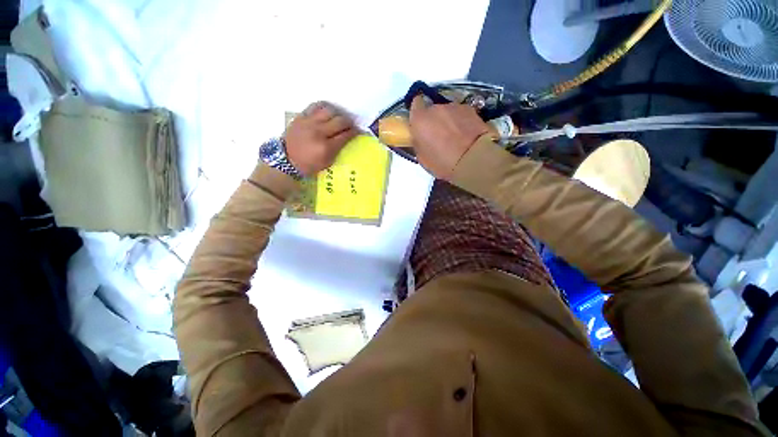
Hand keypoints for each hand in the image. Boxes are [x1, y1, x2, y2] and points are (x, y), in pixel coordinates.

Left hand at [285, 102, 359, 175]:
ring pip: (329, 110)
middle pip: (340, 121)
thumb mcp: (327, 162)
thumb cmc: (309, 164)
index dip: (355, 132)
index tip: (359, 131)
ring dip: (338, 114)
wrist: (286, 159)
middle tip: (351, 125)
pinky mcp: (301, 117)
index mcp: (326, 147)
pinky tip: (328, 112)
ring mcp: (309, 122)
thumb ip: (338, 150)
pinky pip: (316, 106)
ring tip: (340, 118)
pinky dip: (325, 107)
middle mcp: (319, 132)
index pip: (346, 135)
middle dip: (349, 123)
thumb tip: (347, 138)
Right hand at [409, 96, 489, 179]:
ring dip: (448, 121)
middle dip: (434, 120)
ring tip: (455, 137)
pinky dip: (461, 122)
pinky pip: (460, 114)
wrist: (474, 159)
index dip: (417, 112)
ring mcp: (454, 107)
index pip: (415, 104)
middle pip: (432, 109)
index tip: (420, 123)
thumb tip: (421, 139)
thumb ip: (419, 143)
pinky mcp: (471, 109)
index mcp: (420, 120)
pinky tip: (466, 135)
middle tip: (438, 136)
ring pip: (447, 112)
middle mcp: (436, 108)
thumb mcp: (423, 159)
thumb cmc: (443, 163)